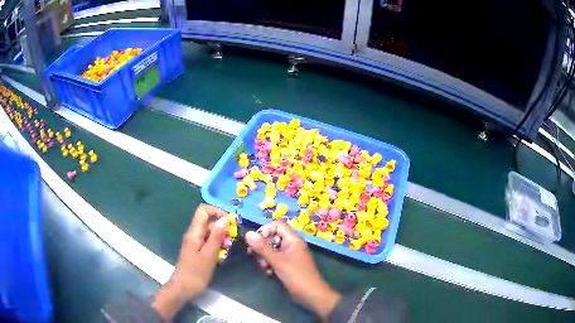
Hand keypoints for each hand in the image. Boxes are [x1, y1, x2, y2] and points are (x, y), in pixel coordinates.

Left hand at [152, 204, 228, 319]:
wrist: (184, 288)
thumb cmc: (196, 272)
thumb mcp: (209, 254)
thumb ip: (217, 236)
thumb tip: (225, 218)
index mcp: (194, 232)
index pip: (203, 210)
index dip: (217, 211)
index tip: (230, 221)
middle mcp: (194, 234)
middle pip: (209, 223)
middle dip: (222, 229)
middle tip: (231, 243)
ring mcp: (195, 243)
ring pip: (210, 234)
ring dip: (221, 240)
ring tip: (227, 252)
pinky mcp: (197, 251)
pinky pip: (209, 244)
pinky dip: (217, 248)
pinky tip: (221, 257)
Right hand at [245, 222, 341, 319]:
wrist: (311, 294)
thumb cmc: (296, 275)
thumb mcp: (277, 261)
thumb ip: (262, 247)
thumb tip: (248, 233)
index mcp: (293, 239)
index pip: (277, 225)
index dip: (265, 230)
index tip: (255, 241)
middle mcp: (292, 245)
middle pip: (273, 238)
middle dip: (262, 246)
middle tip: (254, 255)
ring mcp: (290, 256)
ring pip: (272, 250)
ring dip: (265, 257)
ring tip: (264, 267)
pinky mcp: (288, 266)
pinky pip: (275, 260)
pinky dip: (270, 264)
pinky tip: (268, 272)